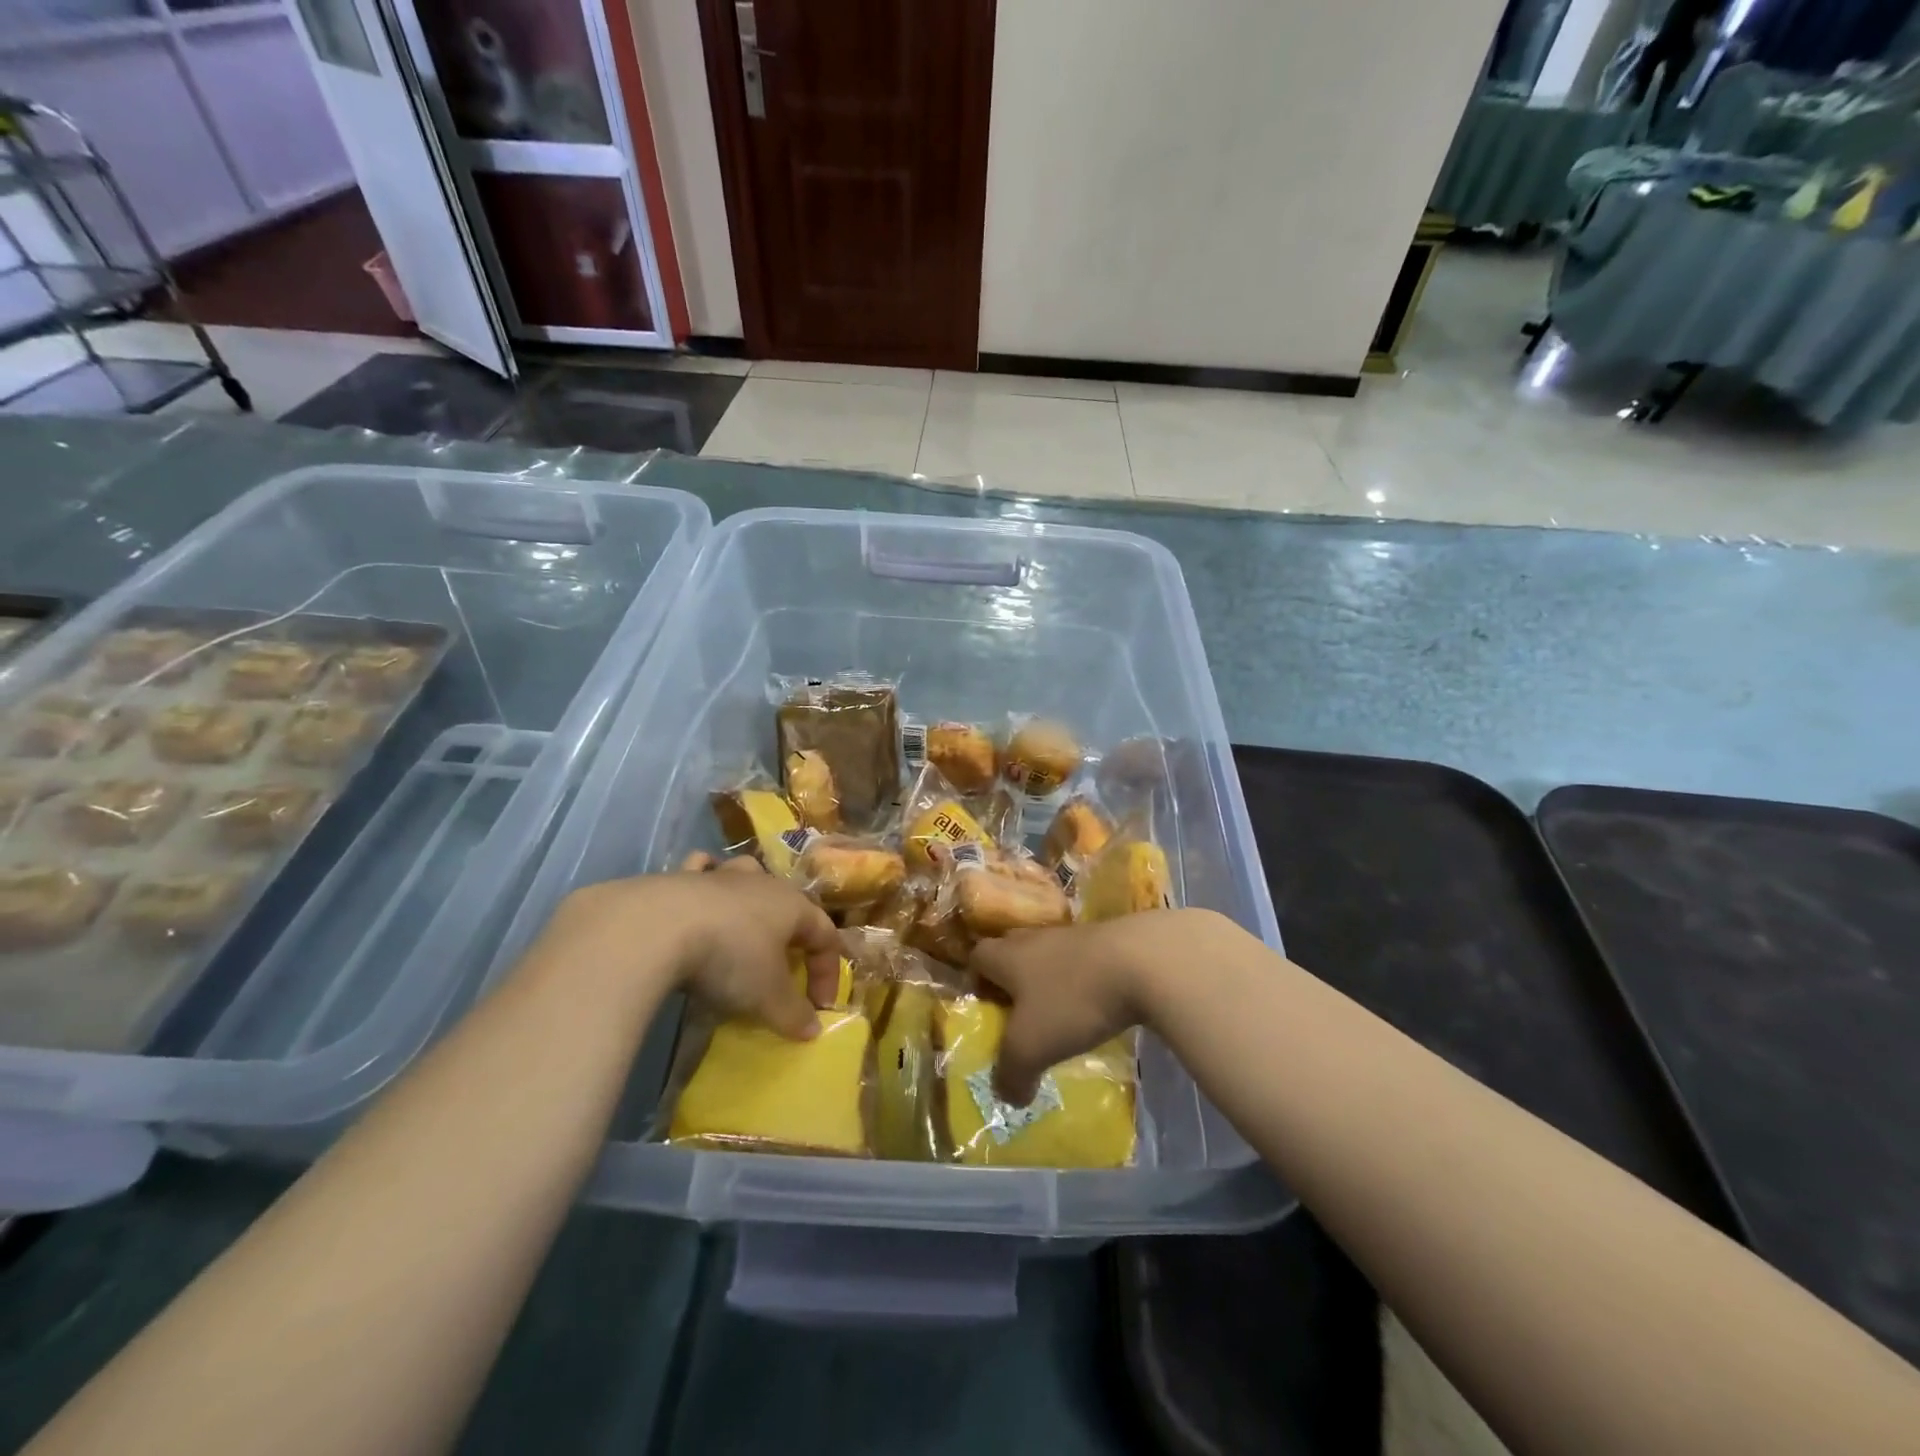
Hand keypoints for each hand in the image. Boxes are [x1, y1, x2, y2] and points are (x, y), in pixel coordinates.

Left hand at [542, 853, 840, 1039]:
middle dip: (792, 935)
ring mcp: (721, 875)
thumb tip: (812, 1029)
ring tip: (746, 923)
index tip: (818, 1008)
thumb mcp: (767, 996)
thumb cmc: (729, 957)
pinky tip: (699, 893)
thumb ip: (793, 1013)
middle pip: (789, 903)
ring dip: (752, 897)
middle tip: (783, 969)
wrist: (658, 927)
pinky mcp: (681, 876)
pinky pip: (702, 868)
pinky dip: (705, 876)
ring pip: (748, 874)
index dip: (827, 972)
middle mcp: (763, 882)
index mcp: (793, 905)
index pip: (825, 935)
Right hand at [971, 908, 1225, 1104]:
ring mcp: (1076, 936)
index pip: (979, 957)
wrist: (1145, 961)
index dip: (976, 980)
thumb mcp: (1032, 1047)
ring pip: (1051, 955)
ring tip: (1061, 1015)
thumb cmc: (1074, 1000)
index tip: (986, 1008)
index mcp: (1009, 956)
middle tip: (1019, 1014)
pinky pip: (1086, 961)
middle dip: (1012, 979)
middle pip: (1013, 950)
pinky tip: (1097, 1007)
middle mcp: (1037, 939)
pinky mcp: (1111, 941)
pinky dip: (1084, 981)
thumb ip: (1012, 1074)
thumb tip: (1006, 1095)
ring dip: (1051, 980)